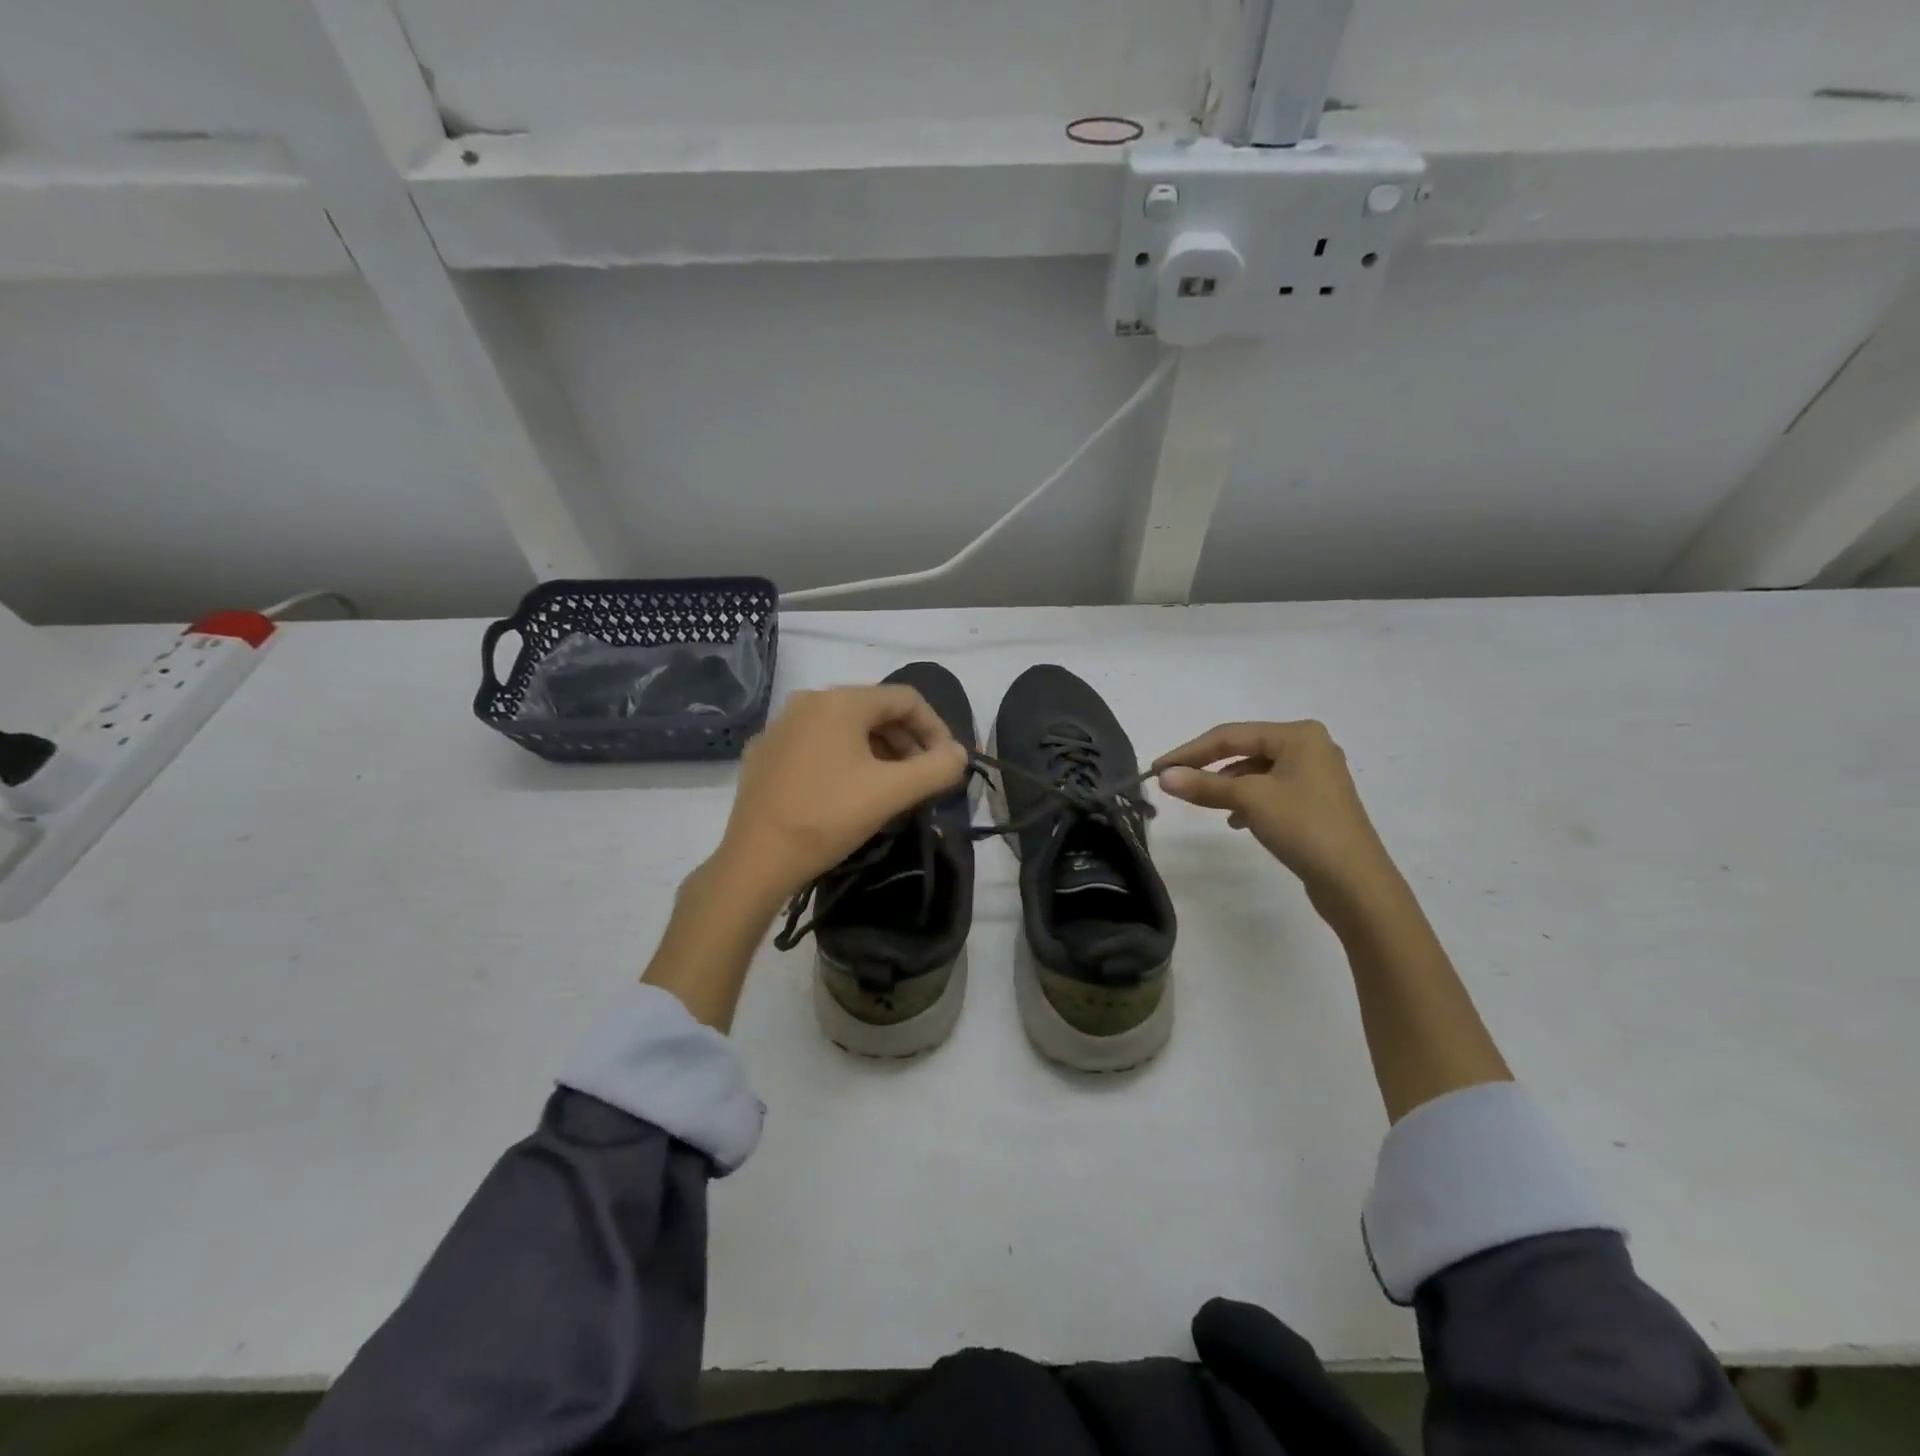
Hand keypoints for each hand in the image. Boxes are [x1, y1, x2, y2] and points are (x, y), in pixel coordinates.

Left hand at [714, 685, 968, 901]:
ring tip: (890, 786)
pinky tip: (847, 792)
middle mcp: (808, 701)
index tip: (947, 763)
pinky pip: (817, 744)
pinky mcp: (765, 752)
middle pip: (874, 710)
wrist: (756, 859)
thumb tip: (958, 753)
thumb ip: (937, 768)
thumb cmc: (829, 817)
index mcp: (841, 701)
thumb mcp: (892, 792)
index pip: (906, 699)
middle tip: (921, 778)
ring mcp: (781, 726)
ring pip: (845, 728)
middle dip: (906, 741)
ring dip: (877, 751)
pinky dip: (843, 759)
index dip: (936, 728)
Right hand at [1153, 720, 1393, 897]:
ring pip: (1255, 772)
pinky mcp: (1315, 801)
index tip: (1157, 769)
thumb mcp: (1249, 801)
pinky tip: (1235, 820)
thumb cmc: (1304, 827)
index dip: (1189, 751)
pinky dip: (1247, 800)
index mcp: (1298, 735)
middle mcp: (1309, 747)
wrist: (1356, 882)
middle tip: (1172, 781)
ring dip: (1226, 785)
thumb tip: (1163, 777)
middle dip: (1207, 766)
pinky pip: (1270, 790)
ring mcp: (1315, 775)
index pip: (1230, 735)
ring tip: (1201, 802)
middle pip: (1243, 750)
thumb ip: (1204, 786)